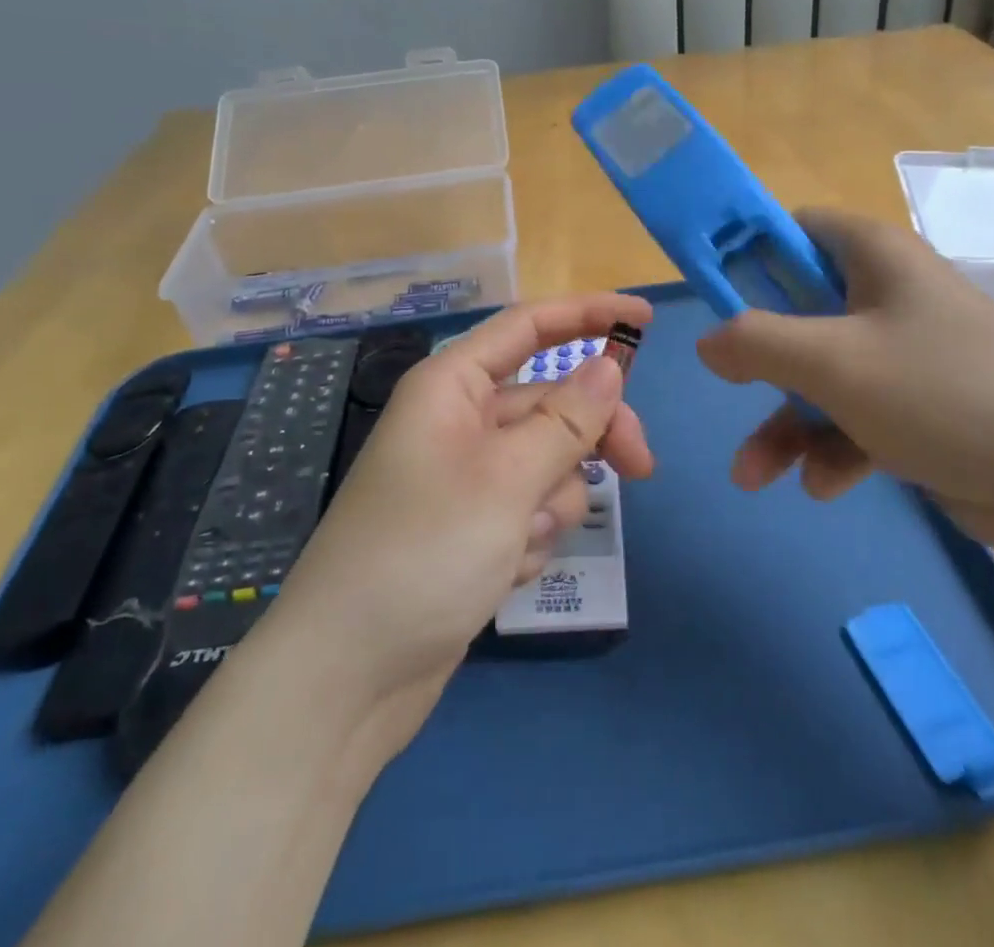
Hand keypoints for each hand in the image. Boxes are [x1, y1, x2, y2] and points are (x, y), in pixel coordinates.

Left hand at [273, 294, 655, 758]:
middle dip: (591, 435)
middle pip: (551, 402)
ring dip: (551, 502)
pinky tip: (501, 572)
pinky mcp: (474, 528)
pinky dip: (530, 537)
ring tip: (519, 542)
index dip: (588, 314)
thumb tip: (609, 366)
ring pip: (547, 462)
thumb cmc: (423, 555)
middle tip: (641, 468)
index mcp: (452, 387)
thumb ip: (565, 420)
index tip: (645, 319)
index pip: (529, 326)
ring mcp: (467, 478)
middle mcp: (459, 422)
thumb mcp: (505, 481)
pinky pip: (530, 510)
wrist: (348, 679)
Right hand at [696, 210, 993, 559]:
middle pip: (798, 309)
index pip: (794, 229)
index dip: (747, 255)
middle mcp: (888, 296)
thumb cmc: (943, 394)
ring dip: (784, 424)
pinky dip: (831, 448)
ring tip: (755, 476)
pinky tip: (825, 487)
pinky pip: (854, 416)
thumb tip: (706, 341)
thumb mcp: (833, 362)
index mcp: (874, 256)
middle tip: (729, 387)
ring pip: (820, 375)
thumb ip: (756, 342)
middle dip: (759, 362)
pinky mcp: (920, 408)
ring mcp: (906, 354)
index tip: (712, 297)